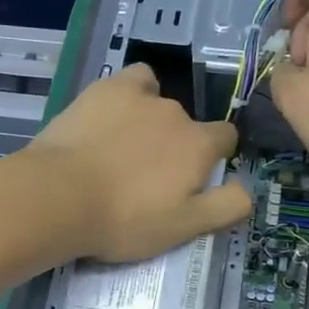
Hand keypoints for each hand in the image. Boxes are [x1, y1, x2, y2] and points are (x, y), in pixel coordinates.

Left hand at [28, 63, 250, 262]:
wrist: (60, 197)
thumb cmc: (125, 220)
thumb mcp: (184, 228)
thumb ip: (226, 207)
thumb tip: (249, 189)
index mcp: (199, 145)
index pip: (225, 139)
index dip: (214, 157)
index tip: (191, 179)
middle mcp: (177, 112)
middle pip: (188, 125)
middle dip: (176, 145)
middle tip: (146, 178)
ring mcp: (140, 96)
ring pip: (159, 101)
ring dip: (151, 119)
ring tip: (124, 148)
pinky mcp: (105, 89)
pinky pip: (133, 80)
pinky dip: (130, 94)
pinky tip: (112, 115)